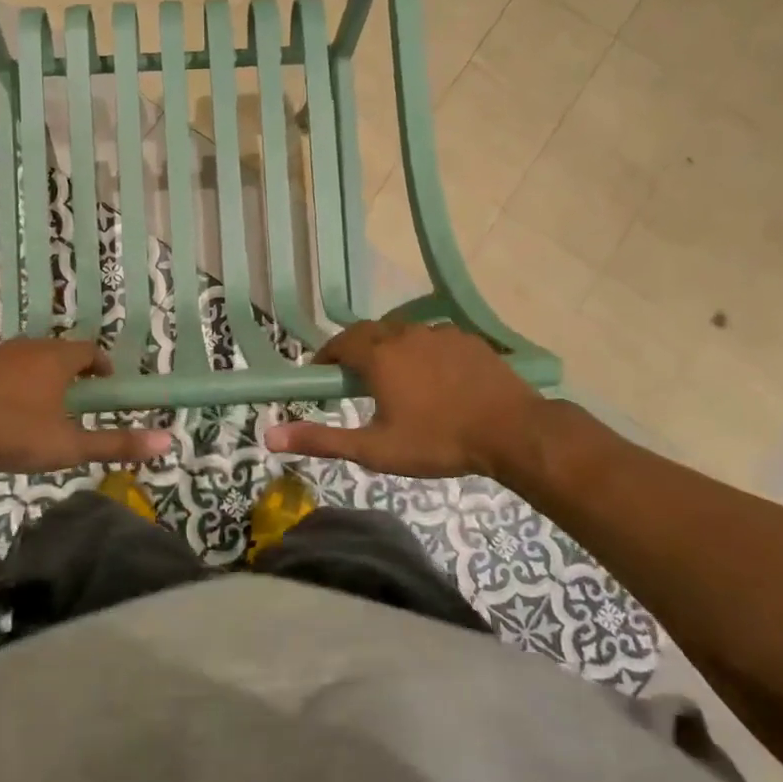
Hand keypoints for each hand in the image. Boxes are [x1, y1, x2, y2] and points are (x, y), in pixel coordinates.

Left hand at [0, 337, 172, 474]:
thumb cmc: (12, 435)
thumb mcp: (69, 446)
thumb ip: (117, 443)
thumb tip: (168, 440)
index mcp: (55, 359)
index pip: (89, 351)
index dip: (101, 366)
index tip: (105, 386)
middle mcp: (26, 346)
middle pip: (57, 351)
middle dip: (70, 371)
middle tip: (75, 400)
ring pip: (25, 358)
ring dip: (37, 375)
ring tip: (38, 407)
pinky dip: (7, 382)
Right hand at [263, 319, 548, 480]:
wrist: (513, 432)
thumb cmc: (437, 441)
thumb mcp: (374, 449)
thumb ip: (321, 440)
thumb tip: (269, 436)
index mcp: (379, 355)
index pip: (339, 343)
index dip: (325, 357)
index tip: (320, 375)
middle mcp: (405, 334)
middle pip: (369, 333)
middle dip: (354, 350)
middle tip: (352, 379)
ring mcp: (440, 333)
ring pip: (402, 333)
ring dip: (388, 349)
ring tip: (392, 379)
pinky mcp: (468, 340)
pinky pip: (432, 339)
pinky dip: (421, 352)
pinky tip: (432, 378)